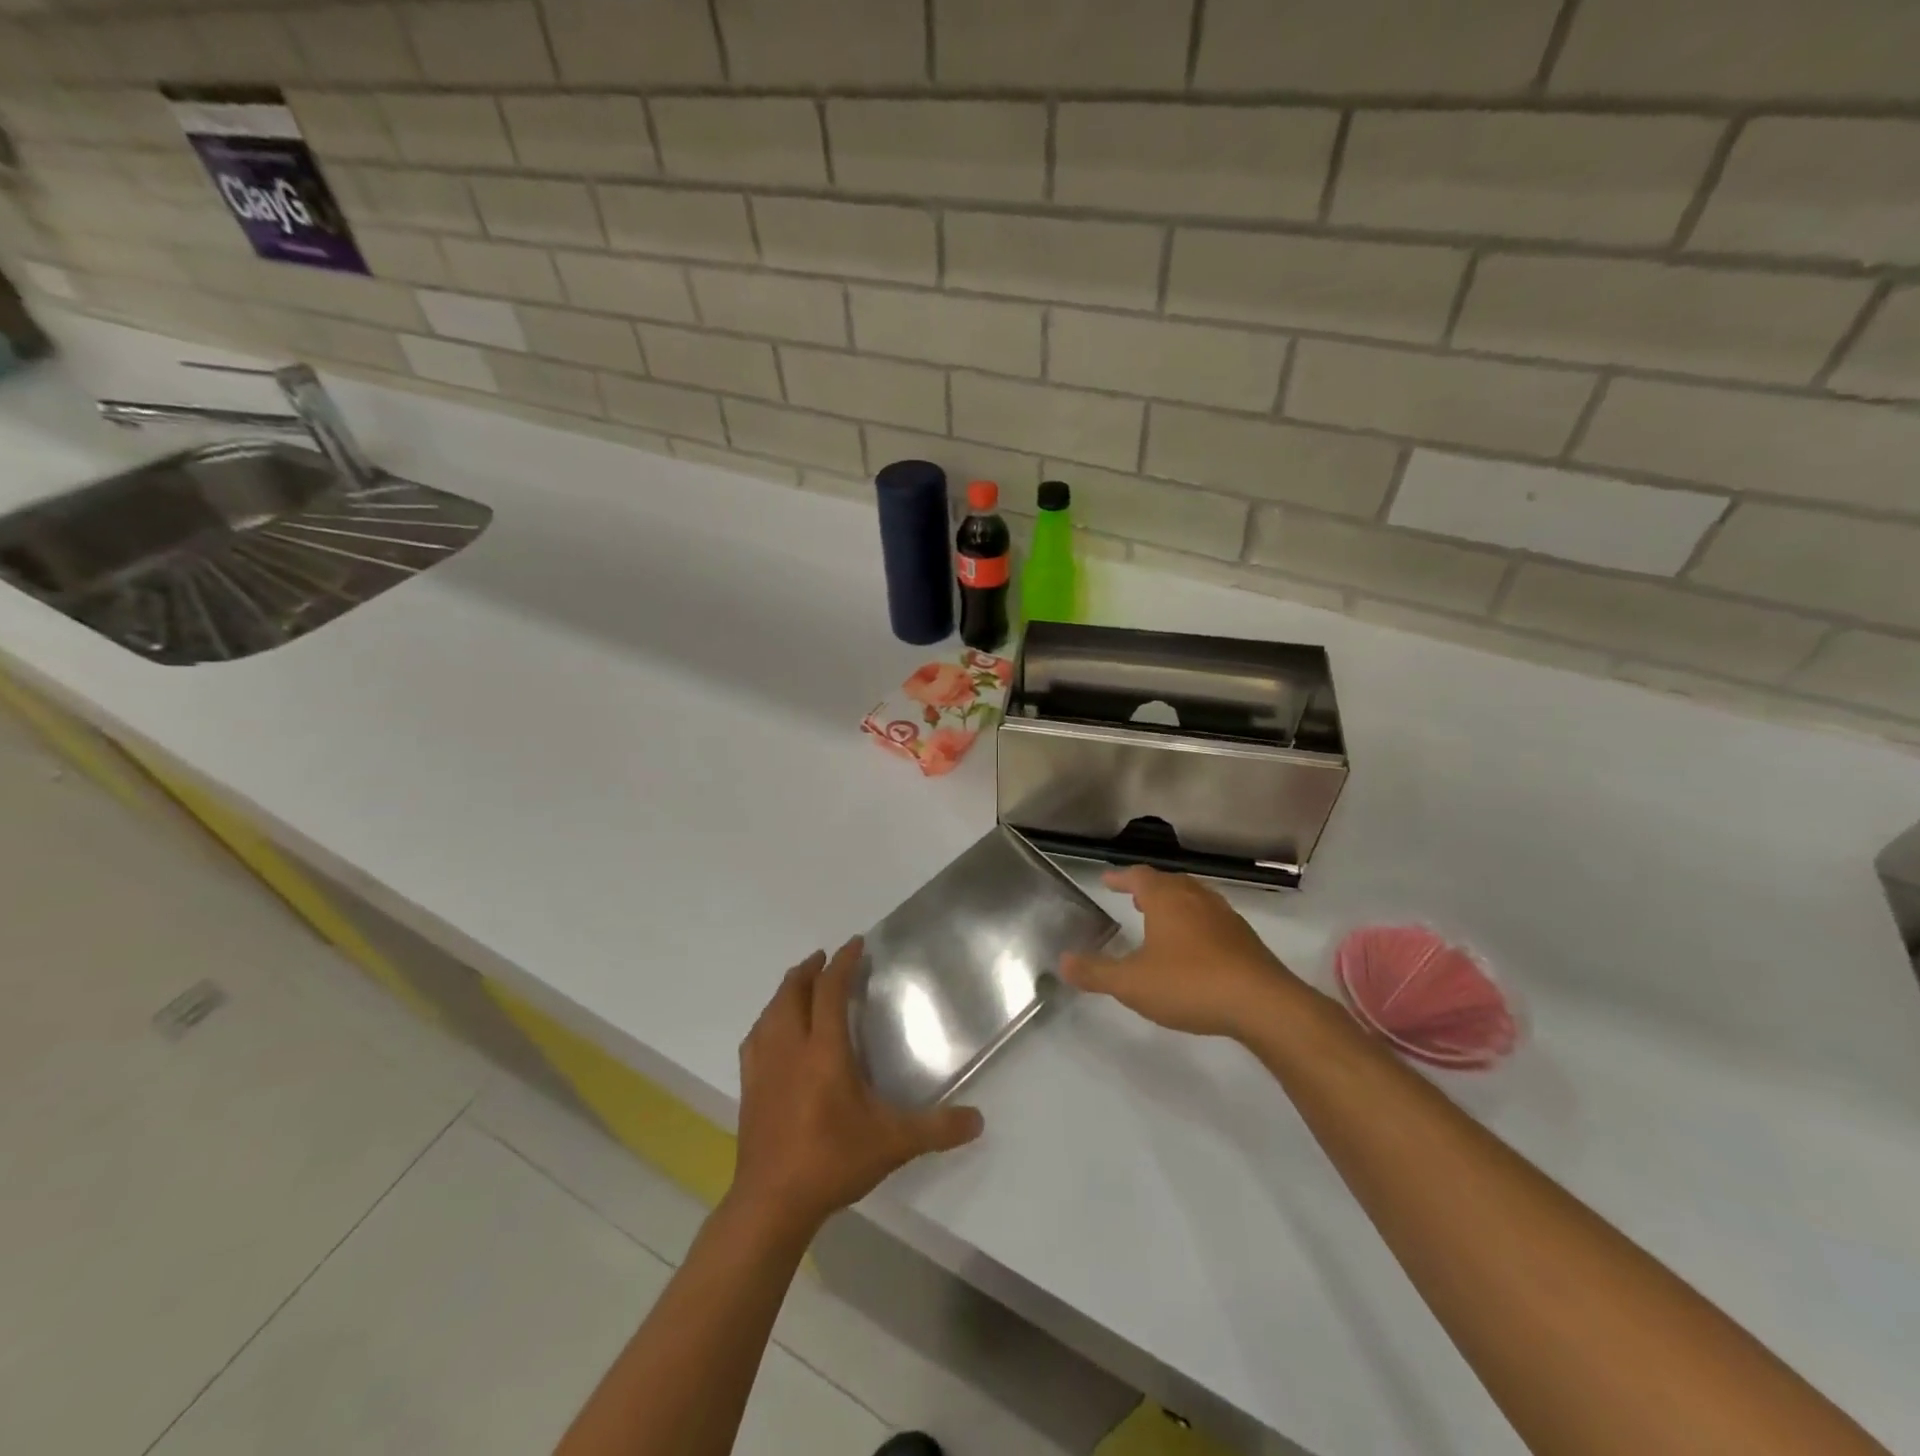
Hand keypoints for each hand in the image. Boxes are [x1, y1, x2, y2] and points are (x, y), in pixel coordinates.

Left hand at [730, 938, 983, 1232]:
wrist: (772, 1203)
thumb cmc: (832, 1161)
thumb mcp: (893, 1143)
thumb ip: (936, 1129)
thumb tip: (979, 1120)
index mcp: (824, 1050)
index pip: (830, 990)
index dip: (843, 963)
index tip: (856, 944)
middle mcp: (791, 1048)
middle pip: (793, 992)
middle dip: (810, 969)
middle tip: (825, 958)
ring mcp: (764, 1067)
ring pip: (771, 1012)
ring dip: (787, 990)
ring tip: (800, 984)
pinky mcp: (749, 1087)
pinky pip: (755, 1038)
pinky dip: (767, 1021)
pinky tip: (772, 1030)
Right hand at [1061, 866, 1305, 1038]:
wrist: (1262, 1004)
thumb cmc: (1189, 984)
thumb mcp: (1132, 983)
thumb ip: (1096, 972)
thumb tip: (1063, 961)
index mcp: (1166, 899)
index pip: (1138, 876)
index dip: (1121, 878)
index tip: (1107, 880)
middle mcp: (1196, 898)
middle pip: (1169, 882)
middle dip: (1148, 888)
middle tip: (1133, 898)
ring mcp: (1225, 917)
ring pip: (1194, 899)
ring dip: (1174, 904)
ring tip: (1161, 920)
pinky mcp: (1244, 940)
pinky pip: (1212, 920)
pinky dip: (1195, 924)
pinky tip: (1194, 949)